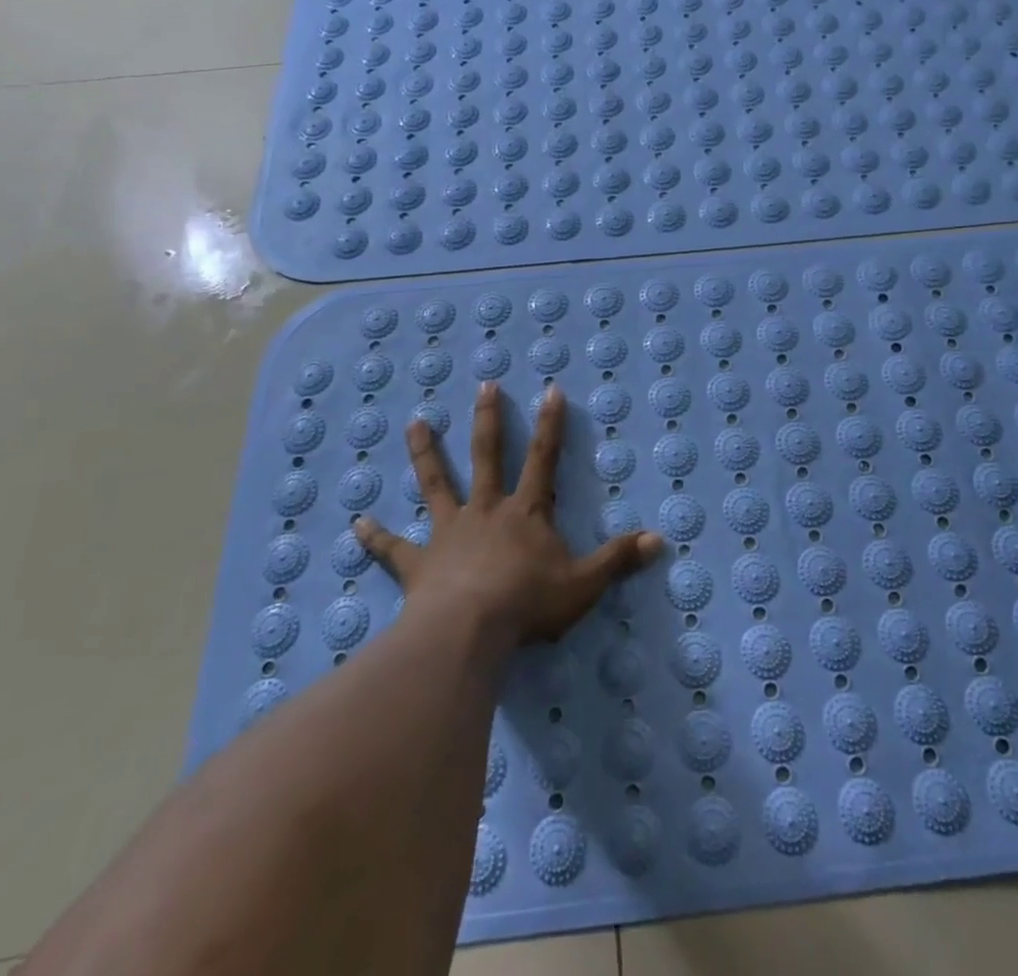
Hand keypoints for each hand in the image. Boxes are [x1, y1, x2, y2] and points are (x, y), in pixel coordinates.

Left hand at [356, 381, 663, 652]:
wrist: (469, 632)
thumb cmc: (528, 604)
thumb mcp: (584, 583)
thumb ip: (619, 559)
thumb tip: (661, 539)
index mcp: (525, 512)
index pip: (544, 459)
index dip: (551, 425)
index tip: (551, 390)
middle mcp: (486, 511)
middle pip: (487, 456)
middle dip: (488, 419)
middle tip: (484, 385)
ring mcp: (448, 533)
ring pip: (436, 484)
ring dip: (426, 453)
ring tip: (415, 423)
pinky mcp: (418, 563)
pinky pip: (393, 549)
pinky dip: (375, 537)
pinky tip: (356, 523)